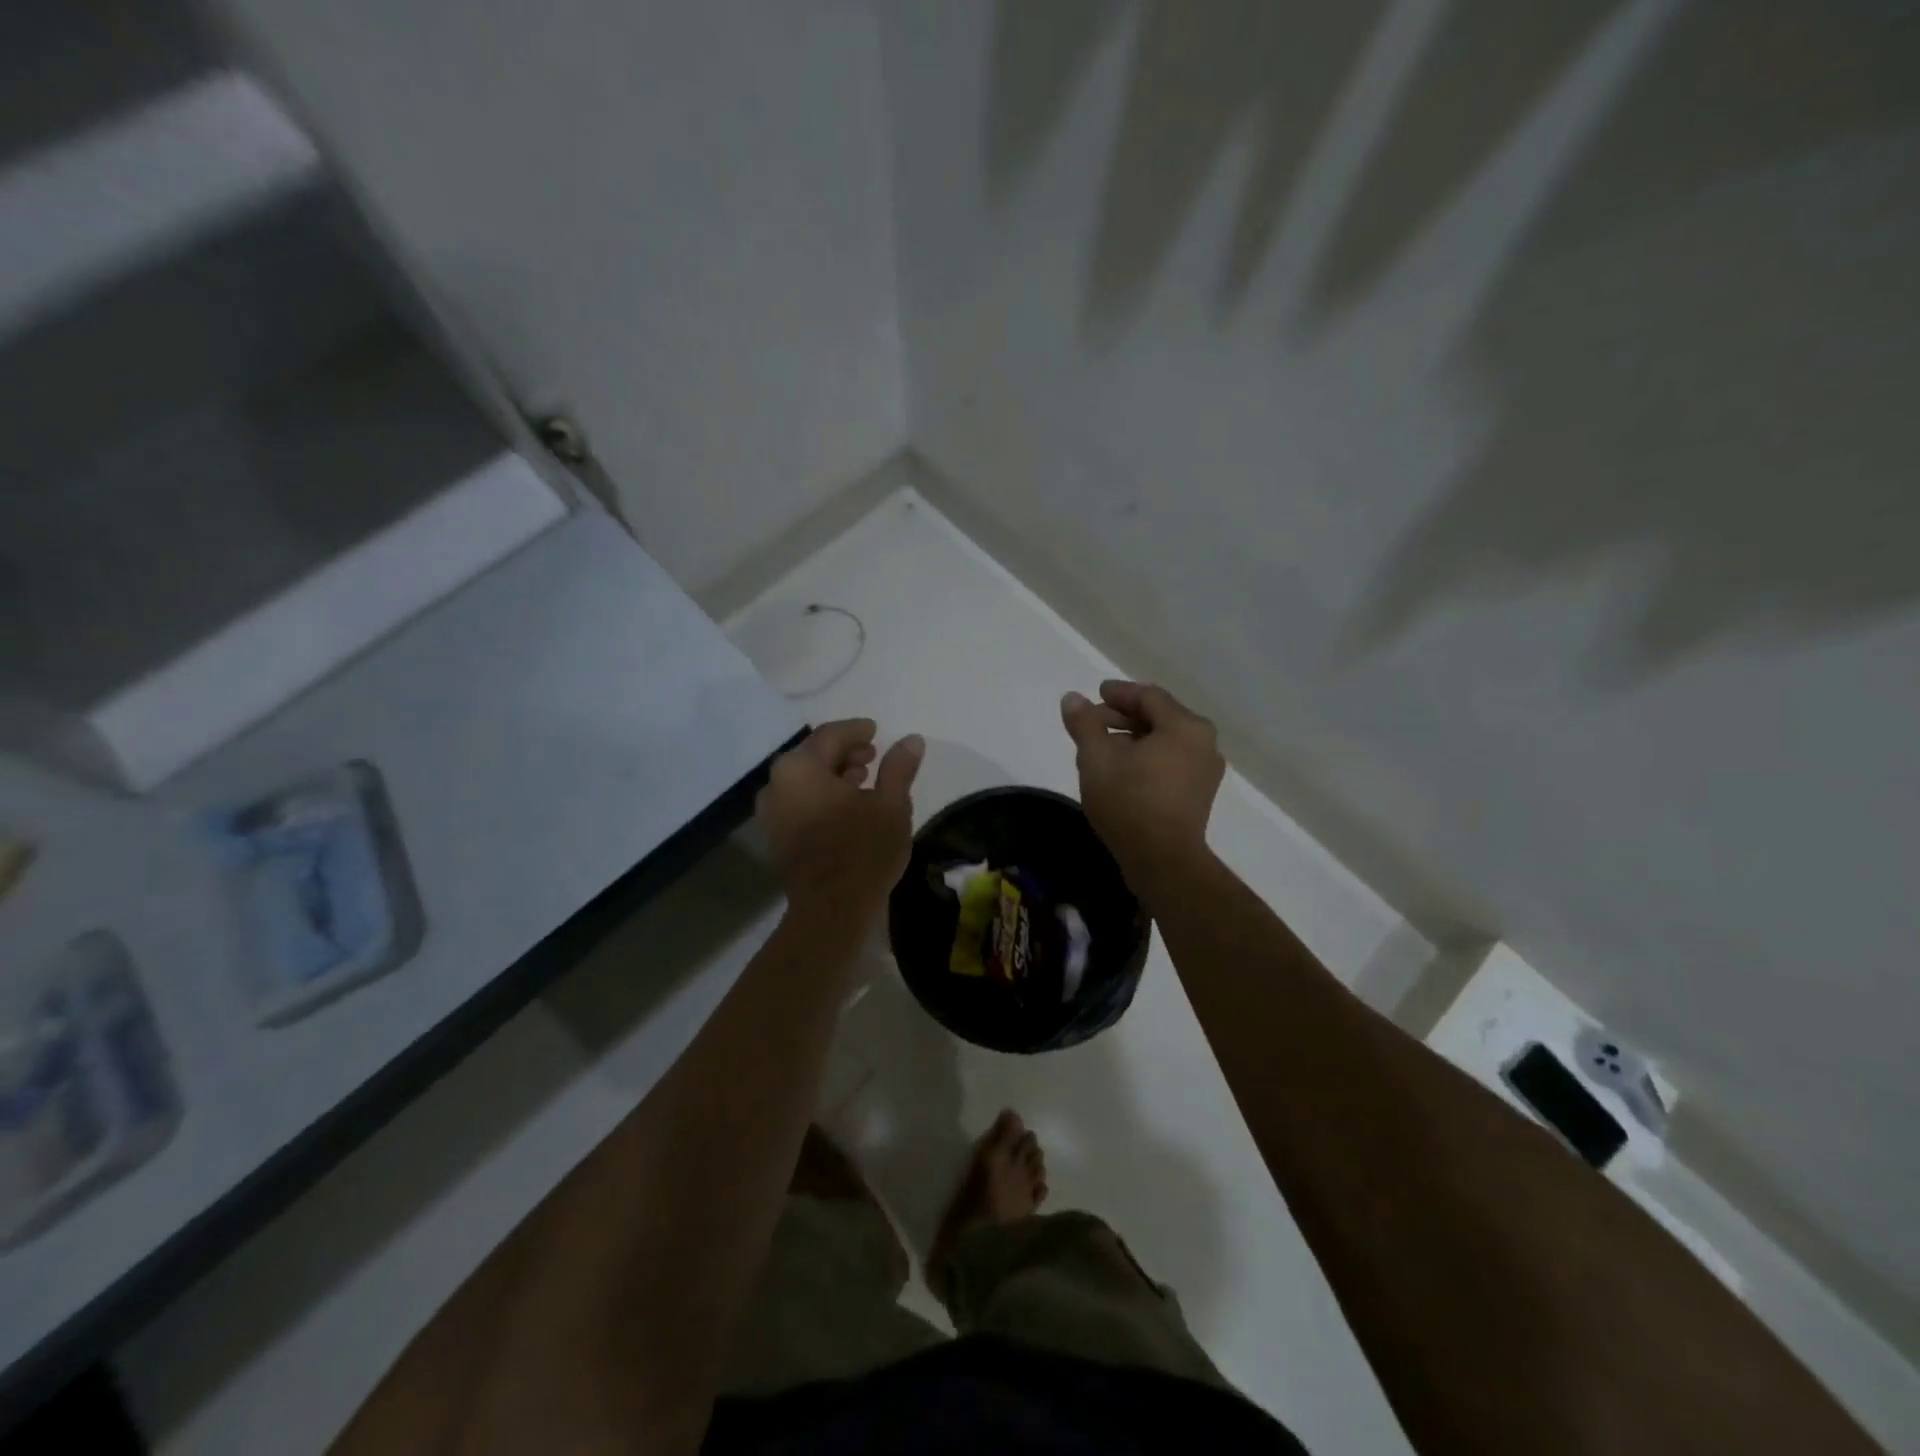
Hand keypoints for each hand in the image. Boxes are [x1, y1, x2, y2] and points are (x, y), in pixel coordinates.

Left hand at [757, 720, 924, 917]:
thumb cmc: (864, 850)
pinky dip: (821, 797)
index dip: (856, 730)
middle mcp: (777, 784)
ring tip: (863, 781)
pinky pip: (798, 802)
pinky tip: (846, 807)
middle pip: (813, 756)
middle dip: (844, 752)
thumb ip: (899, 767)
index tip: (876, 731)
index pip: (831, 735)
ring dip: (833, 775)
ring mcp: (771, 813)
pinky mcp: (775, 836)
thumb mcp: (892, 804)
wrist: (832, 909)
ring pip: (805, 780)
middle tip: (873, 756)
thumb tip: (911, 739)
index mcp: (800, 768)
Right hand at [1061, 681, 1223, 877]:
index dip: (1119, 692)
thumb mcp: (1096, 758)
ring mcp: (1205, 771)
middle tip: (1093, 722)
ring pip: (1164, 742)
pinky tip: (1122, 771)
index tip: (1097, 693)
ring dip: (1133, 739)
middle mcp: (1203, 743)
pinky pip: (1171, 763)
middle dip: (1123, 717)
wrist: (1162, 861)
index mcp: (1184, 726)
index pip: (1149, 697)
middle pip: (1159, 718)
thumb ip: (1084, 723)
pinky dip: (1146, 758)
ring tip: (1102, 748)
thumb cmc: (1129, 801)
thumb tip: (1072, 698)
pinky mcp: (1199, 795)